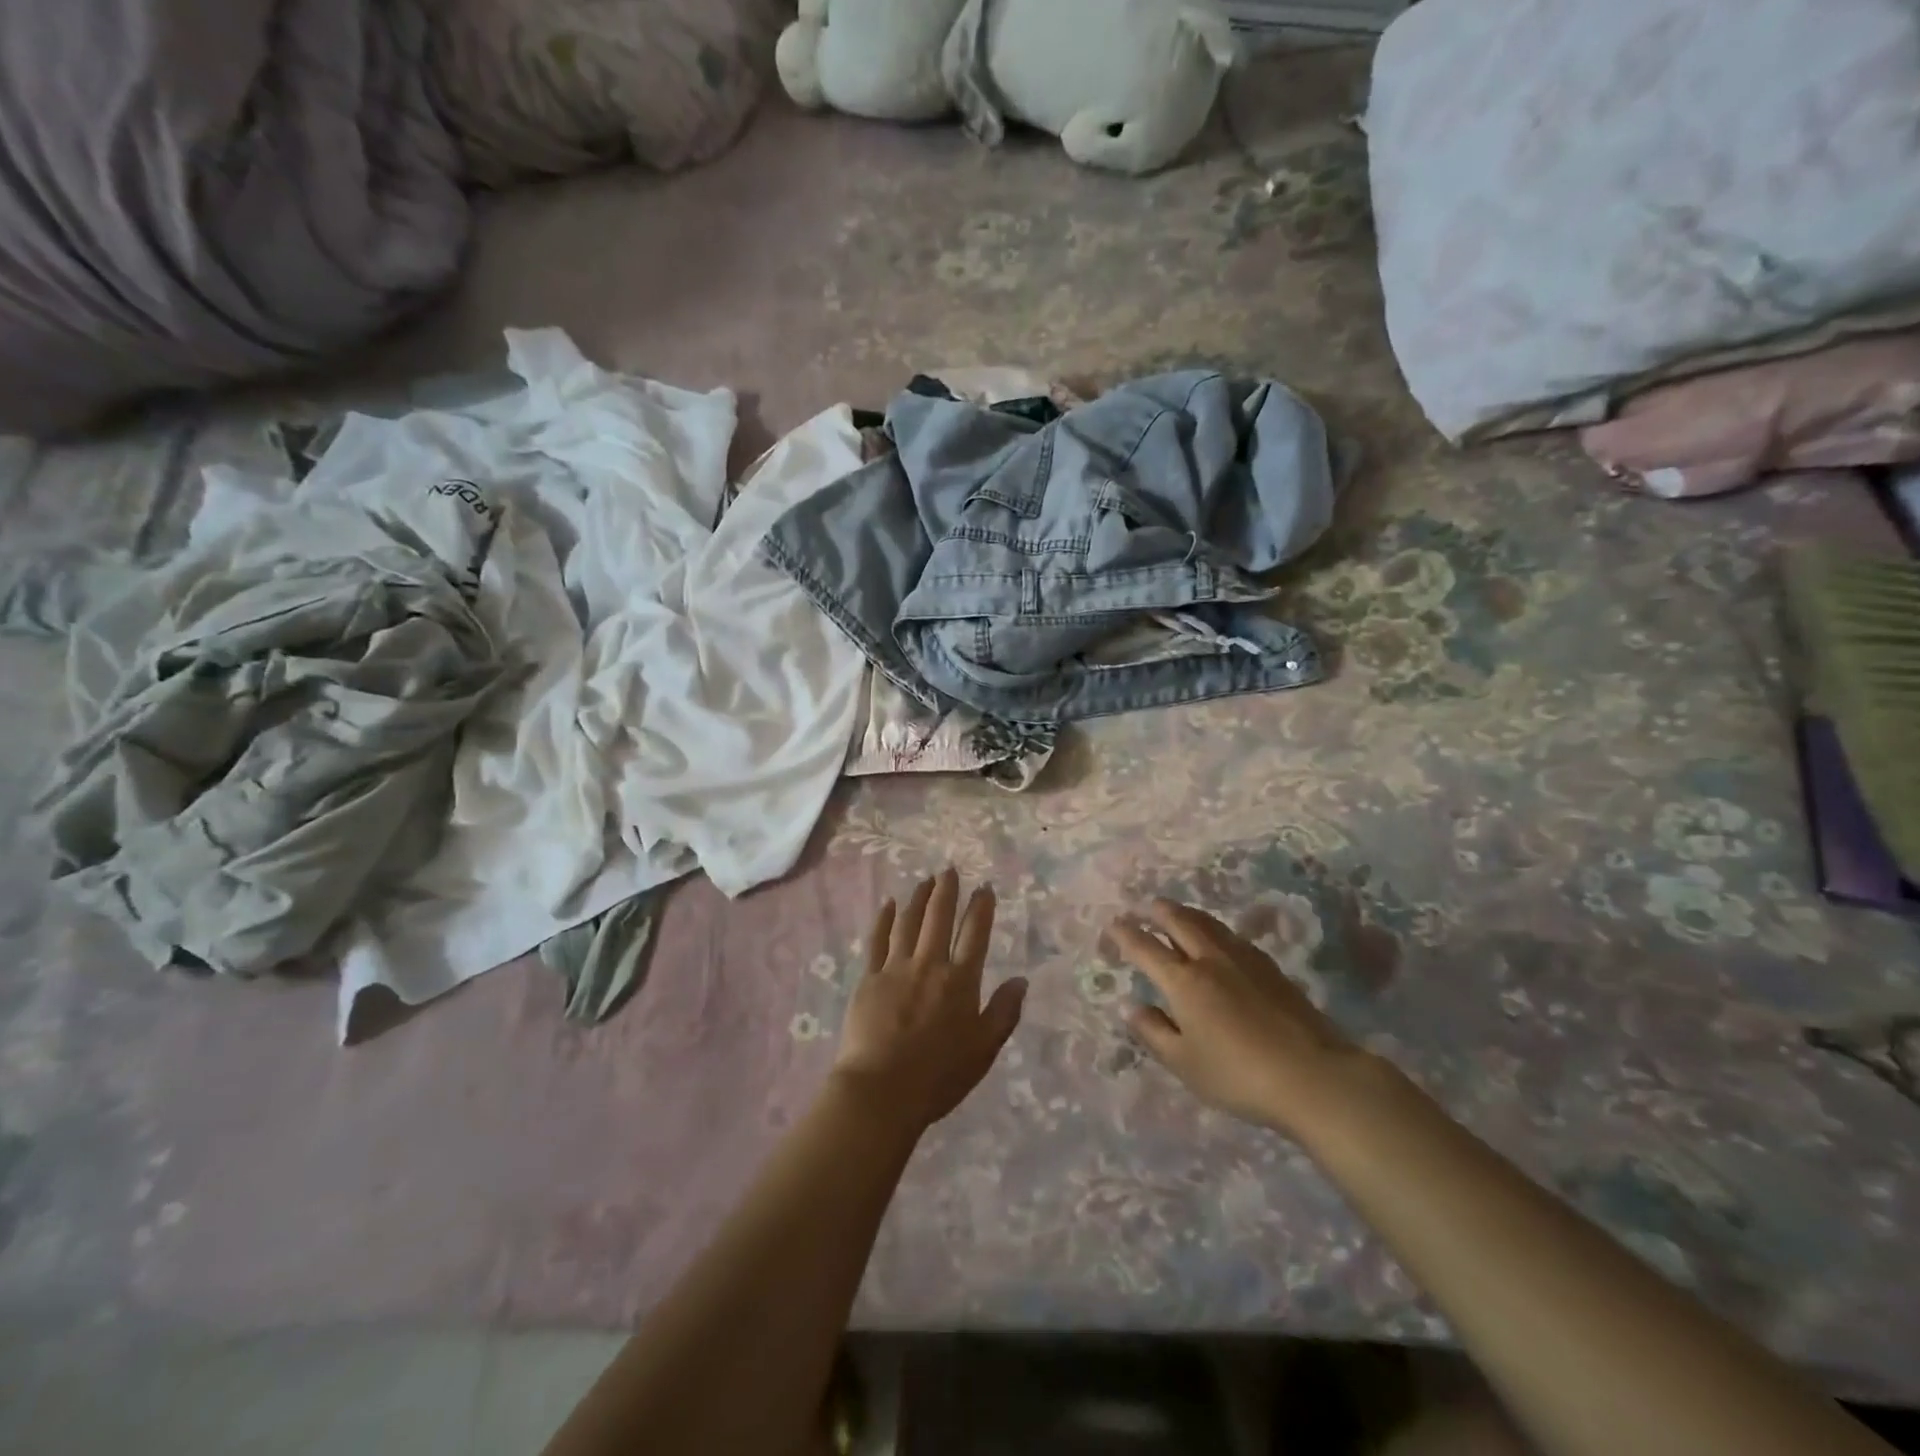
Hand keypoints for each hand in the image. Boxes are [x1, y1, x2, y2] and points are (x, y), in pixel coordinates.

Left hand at [833, 869, 1026, 1131]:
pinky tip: (889, 904)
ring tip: (925, 880)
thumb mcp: (984, 1050)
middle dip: (947, 891)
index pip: (974, 934)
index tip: (984, 887)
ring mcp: (896, 968)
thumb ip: (1004, 1012)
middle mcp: (930, 965)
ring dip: (919, 899)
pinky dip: (884, 920)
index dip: (981, 908)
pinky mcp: (869, 978)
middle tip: (949, 869)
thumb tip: (1021, 979)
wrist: (881, 1090)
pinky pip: (878, 940)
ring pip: (909, 923)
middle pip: (939, 918)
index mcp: (960, 981)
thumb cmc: (939, 1076)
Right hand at [1106, 898, 1370, 1138]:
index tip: (1114, 923)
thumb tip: (1132, 1008)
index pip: (1146, 949)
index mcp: (1183, 981)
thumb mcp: (1185, 1063)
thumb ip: (1154, 1033)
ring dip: (1188, 914)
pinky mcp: (1271, 969)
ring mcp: (1244, 960)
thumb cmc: (1239, 1075)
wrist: (1313, 1075)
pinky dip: (1214, 929)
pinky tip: (1219, 938)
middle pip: (1180, 923)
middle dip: (1160, 911)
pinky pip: (1232, 936)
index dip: (1127, 934)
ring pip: (1209, 925)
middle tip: (1147, 905)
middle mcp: (1210, 960)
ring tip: (1178, 912)